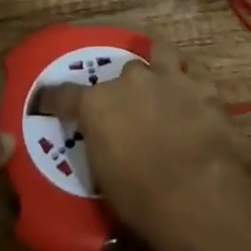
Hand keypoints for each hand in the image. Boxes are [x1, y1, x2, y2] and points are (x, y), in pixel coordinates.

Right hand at [35, 47, 243, 237]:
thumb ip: (103, 149)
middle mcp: (131, 81)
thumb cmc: (142, 199)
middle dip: (125, 88)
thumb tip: (110, 147)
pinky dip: (193, 80)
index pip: (65, 95)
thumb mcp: (106, 180)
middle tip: (129, 109)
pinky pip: (196, 71)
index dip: (54, 98)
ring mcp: (170, 78)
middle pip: (122, 72)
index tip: (46, 99)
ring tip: (162, 77)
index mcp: (98, 105)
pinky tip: (195, 90)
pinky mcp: (204, 86)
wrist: (199, 193)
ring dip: (159, 64)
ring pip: (160, 52)